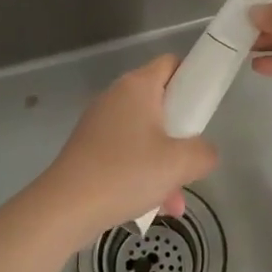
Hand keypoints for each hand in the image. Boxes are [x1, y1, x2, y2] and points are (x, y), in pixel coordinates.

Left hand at [33, 56, 218, 244]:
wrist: (65, 208)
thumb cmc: (126, 173)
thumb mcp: (180, 163)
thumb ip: (204, 152)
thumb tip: (205, 152)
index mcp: (138, 86)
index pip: (172, 64)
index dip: (193, 79)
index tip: (205, 109)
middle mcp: (117, 96)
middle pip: (161, 103)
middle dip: (181, 134)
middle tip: (191, 158)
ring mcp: (100, 122)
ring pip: (145, 134)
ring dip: (164, 163)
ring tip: (174, 200)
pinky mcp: (89, 147)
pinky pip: (126, 152)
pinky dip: (142, 173)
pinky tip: (153, 206)